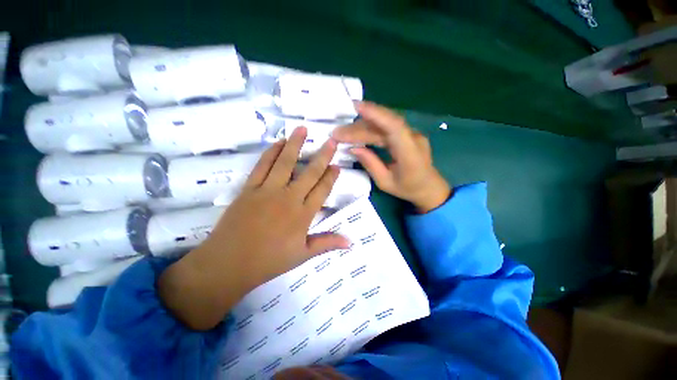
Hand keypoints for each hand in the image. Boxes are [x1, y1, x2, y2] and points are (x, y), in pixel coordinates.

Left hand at [159, 127, 349, 329]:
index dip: (331, 176)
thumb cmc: (269, 261)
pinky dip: (271, 152)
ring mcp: (268, 190)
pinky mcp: (250, 188)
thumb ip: (327, 243)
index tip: (337, 165)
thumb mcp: (303, 255)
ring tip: (303, 128)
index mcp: (303, 214)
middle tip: (331, 141)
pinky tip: (278, 142)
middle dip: (322, 155)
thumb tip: (351, 242)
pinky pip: (262, 166)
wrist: (229, 264)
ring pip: (285, 162)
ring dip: (295, 144)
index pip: (322, 190)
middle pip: (310, 172)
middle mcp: (289, 198)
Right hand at [333, 102, 450, 212]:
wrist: (429, 188)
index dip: (376, 114)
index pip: (394, 127)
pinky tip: (358, 131)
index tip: (356, 107)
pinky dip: (371, 128)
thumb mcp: (385, 182)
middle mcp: (412, 138)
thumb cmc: (408, 189)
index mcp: (410, 153)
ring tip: (344, 133)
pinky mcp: (407, 134)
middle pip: (384, 125)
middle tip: (338, 132)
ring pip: (384, 124)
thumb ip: (370, 164)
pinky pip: (387, 128)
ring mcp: (411, 134)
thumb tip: (353, 148)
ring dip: (363, 126)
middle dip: (359, 126)